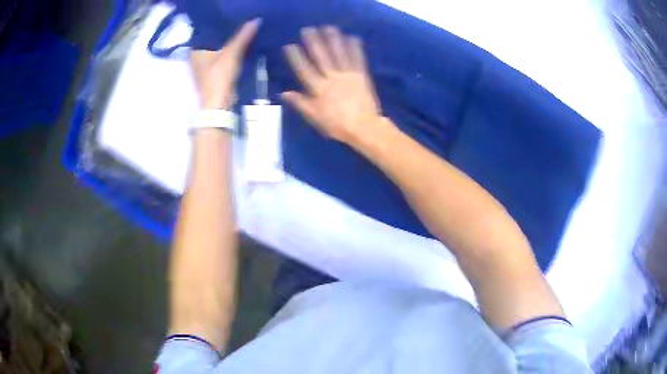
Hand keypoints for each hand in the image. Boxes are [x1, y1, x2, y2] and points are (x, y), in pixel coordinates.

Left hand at [190, 19, 260, 108]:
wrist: (218, 105)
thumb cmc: (218, 77)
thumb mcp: (231, 54)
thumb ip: (242, 37)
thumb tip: (256, 20)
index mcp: (195, 50)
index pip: (207, 31)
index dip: (219, 24)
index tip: (232, 17)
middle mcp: (196, 57)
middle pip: (213, 40)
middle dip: (225, 33)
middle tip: (241, 21)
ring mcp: (204, 66)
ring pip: (218, 49)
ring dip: (228, 43)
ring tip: (243, 30)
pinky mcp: (212, 73)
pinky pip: (222, 56)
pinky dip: (229, 52)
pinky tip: (240, 46)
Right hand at [282, 27, 381, 143]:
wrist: (363, 127)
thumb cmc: (337, 124)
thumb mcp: (314, 117)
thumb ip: (300, 103)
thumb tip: (284, 93)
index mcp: (319, 89)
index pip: (304, 70)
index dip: (296, 57)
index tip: (290, 45)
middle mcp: (332, 78)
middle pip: (321, 57)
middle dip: (314, 42)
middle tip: (308, 29)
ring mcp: (347, 75)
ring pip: (339, 54)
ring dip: (333, 40)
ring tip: (328, 27)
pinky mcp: (361, 75)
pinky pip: (357, 59)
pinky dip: (355, 48)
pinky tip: (352, 37)